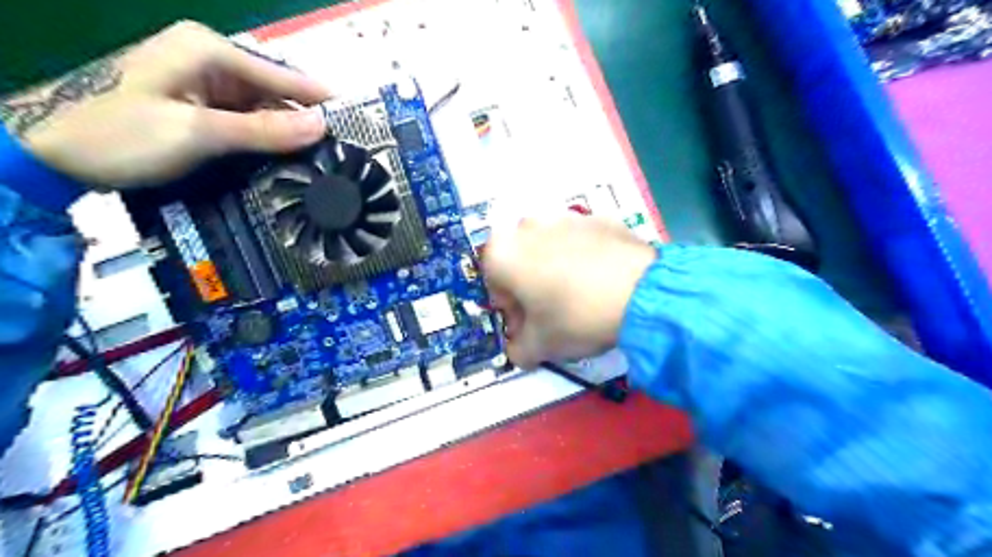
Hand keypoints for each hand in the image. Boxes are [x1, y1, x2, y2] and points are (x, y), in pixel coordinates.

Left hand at [0, 20, 331, 186]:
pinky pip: (246, 121)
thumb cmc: (123, 136)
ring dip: (288, 134)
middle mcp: (210, 61)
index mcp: (208, 50)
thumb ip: (264, 130)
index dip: (319, 100)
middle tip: (342, 151)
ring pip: (263, 109)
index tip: (357, 122)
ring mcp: (204, 84)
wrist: (55, 156)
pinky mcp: (200, 107)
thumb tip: (322, 127)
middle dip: (305, 120)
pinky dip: (266, 140)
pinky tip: (287, 160)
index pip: (281, 75)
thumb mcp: (199, 132)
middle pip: (274, 92)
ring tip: (324, 160)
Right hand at [483, 216, 657, 368]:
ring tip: (581, 296)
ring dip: (555, 270)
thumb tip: (519, 349)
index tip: (530, 327)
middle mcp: (526, 226)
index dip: (512, 312)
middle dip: (530, 288)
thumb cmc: (575, 318)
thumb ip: (518, 350)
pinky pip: (580, 242)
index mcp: (502, 253)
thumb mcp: (540, 347)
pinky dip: (583, 258)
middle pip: (520, 264)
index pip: (494, 287)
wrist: (640, 293)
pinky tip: (602, 281)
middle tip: (553, 313)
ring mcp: (564, 217)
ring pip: (549, 250)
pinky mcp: (597, 217)